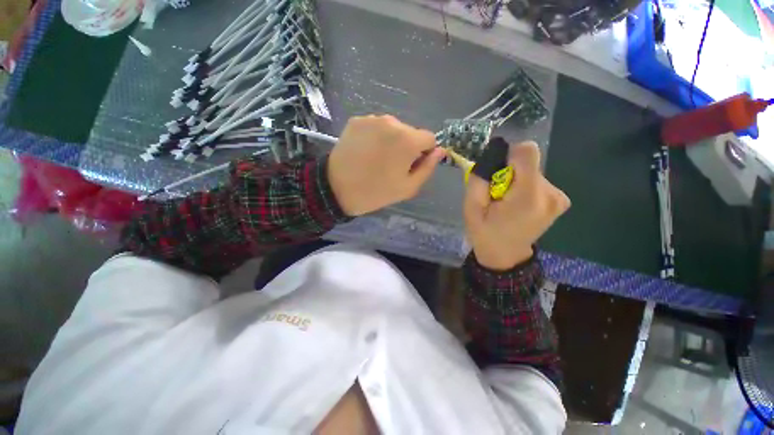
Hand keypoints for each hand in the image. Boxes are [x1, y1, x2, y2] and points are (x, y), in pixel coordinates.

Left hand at [328, 115, 445, 215]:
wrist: (336, 189)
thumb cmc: (376, 192)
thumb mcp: (408, 187)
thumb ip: (428, 167)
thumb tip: (440, 151)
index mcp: (408, 139)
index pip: (429, 138)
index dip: (424, 153)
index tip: (412, 165)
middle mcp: (392, 122)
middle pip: (410, 132)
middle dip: (407, 147)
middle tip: (392, 166)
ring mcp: (372, 119)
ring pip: (393, 129)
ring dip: (390, 141)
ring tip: (376, 159)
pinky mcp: (357, 120)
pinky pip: (375, 127)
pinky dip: (375, 137)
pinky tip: (365, 151)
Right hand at [464, 141, 569, 270]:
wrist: (505, 255)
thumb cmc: (485, 233)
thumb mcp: (471, 208)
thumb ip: (478, 180)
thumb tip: (490, 156)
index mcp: (527, 197)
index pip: (528, 152)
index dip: (509, 155)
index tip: (497, 172)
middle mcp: (551, 194)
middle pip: (528, 163)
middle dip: (509, 173)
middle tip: (497, 194)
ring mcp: (559, 198)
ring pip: (533, 171)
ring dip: (517, 181)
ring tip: (506, 202)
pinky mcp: (561, 199)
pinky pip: (539, 180)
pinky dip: (525, 187)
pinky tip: (518, 204)